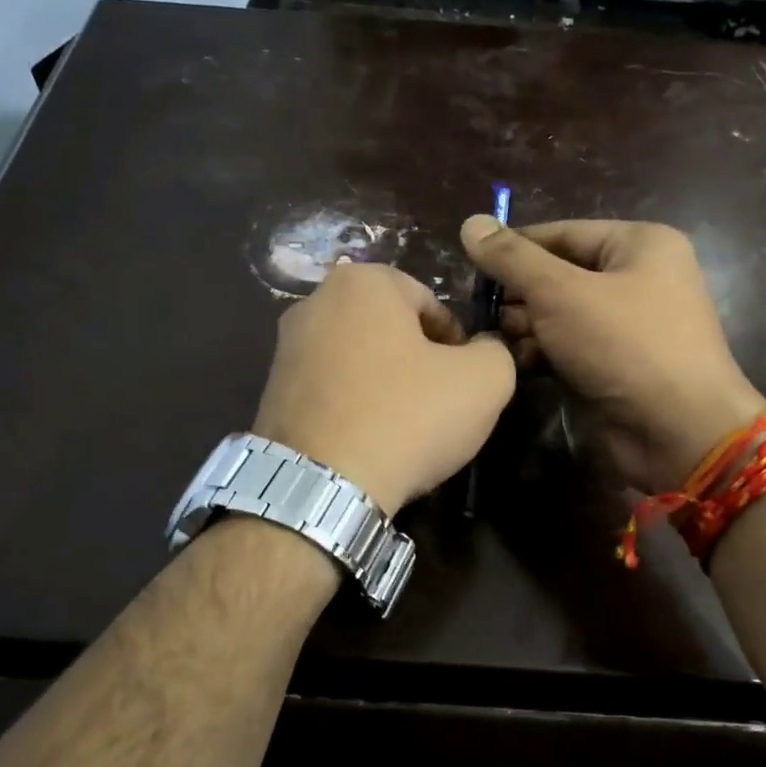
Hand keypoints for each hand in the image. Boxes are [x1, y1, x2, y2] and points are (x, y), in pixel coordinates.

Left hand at [251, 261, 516, 514]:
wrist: (322, 484)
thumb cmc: (407, 417)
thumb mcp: (484, 380)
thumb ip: (495, 352)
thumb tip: (482, 351)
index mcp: (362, 282)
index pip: (430, 302)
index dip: (458, 342)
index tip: (465, 381)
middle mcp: (313, 303)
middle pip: (390, 330)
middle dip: (419, 362)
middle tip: (439, 405)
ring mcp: (284, 350)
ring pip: (359, 362)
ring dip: (386, 387)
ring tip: (405, 430)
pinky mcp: (270, 394)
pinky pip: (331, 393)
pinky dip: (354, 410)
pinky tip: (370, 443)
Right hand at [461, 217, 765, 491]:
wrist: (677, 431)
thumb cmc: (624, 345)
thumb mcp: (561, 293)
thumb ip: (513, 259)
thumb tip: (470, 223)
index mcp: (639, 244)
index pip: (562, 233)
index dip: (514, 248)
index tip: (470, 265)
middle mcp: (637, 279)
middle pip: (559, 275)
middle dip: (519, 295)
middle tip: (481, 313)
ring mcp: (628, 326)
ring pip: (561, 315)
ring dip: (526, 327)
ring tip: (496, 341)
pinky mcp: (616, 366)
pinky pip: (570, 348)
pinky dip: (543, 354)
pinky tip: (515, 363)